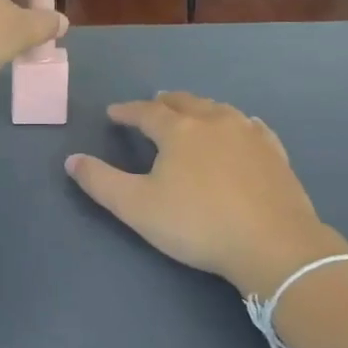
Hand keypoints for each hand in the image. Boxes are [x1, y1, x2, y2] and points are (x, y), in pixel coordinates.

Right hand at [66, 92, 345, 299]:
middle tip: (153, 104)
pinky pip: (251, 127)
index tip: (113, 112)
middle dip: (164, 102)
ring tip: (191, 112)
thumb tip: (72, 159)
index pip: (146, 111)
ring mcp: (249, 135)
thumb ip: (101, 181)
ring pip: (218, 109)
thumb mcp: (137, 207)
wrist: (274, 245)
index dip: (126, 111)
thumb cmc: (198, 224)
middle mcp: (214, 121)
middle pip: (185, 102)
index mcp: (179, 130)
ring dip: (199, 108)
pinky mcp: (275, 153)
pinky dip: (236, 123)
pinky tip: (241, 128)